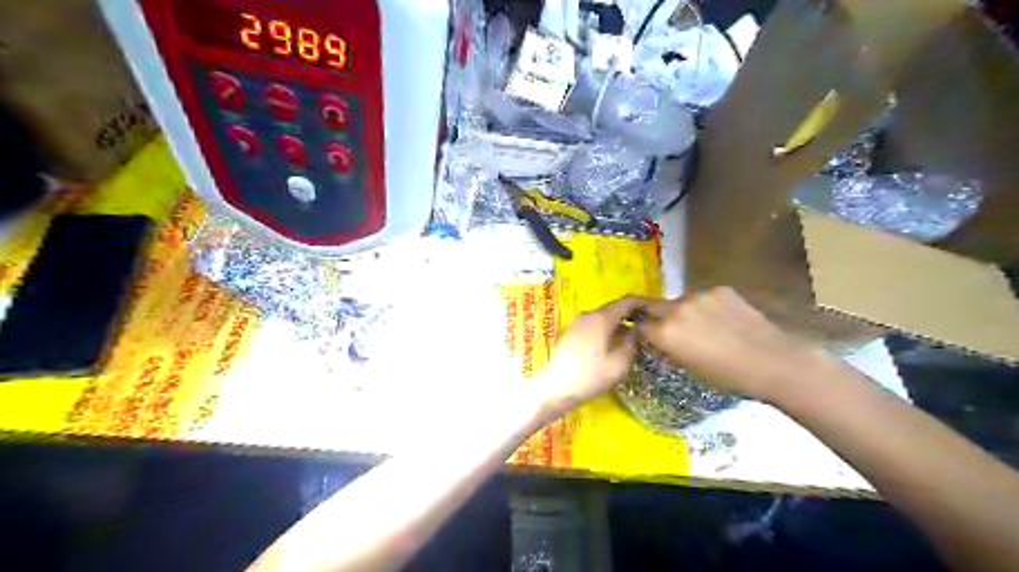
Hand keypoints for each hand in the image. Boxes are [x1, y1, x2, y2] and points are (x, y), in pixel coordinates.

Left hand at [541, 298, 643, 411]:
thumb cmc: (590, 376)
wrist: (555, 389)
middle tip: (649, 327)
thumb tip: (638, 330)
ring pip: (604, 318)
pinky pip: (595, 326)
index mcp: (601, 317)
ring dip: (620, 325)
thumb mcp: (619, 363)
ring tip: (635, 339)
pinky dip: (608, 331)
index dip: (644, 304)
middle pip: (615, 309)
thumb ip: (632, 342)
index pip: (627, 301)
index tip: (658, 312)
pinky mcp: (572, 334)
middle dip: (632, 316)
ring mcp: (578, 323)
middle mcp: (589, 315)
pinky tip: (615, 346)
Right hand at [643, 286, 826, 400]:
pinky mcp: (719, 289)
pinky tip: (722, 320)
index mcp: (664, 332)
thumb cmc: (728, 376)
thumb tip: (661, 338)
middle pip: (652, 306)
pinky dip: (705, 306)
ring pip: (679, 301)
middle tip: (668, 329)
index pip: (639, 326)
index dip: (641, 332)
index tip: (648, 338)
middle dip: (654, 316)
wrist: (773, 361)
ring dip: (682, 311)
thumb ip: (669, 347)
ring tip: (702, 326)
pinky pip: (702, 297)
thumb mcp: (688, 367)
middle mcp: (675, 308)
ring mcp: (698, 295)